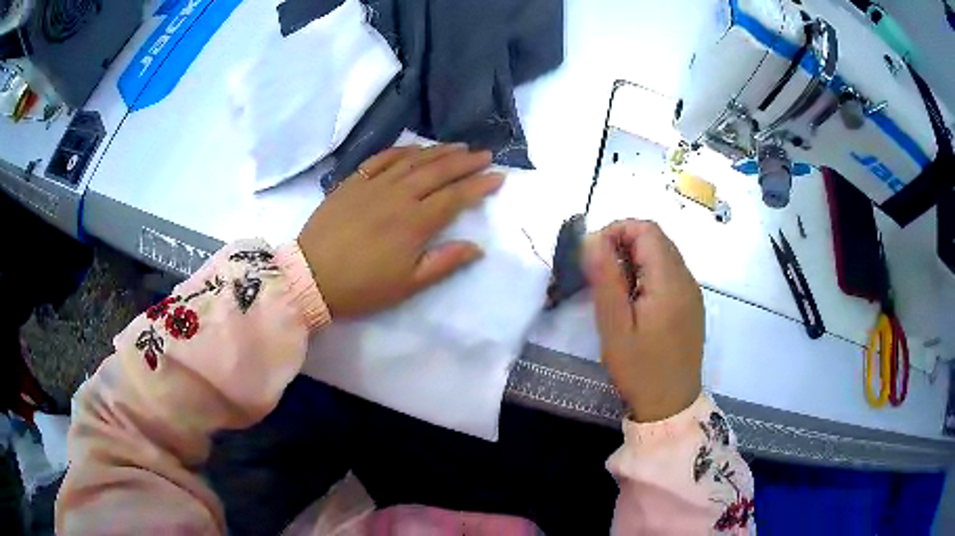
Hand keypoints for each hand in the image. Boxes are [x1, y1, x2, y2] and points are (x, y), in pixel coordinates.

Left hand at [298, 144, 503, 317]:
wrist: (311, 277)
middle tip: (485, 154)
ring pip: (412, 160)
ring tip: (458, 146)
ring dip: (438, 151)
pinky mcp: (353, 182)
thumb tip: (477, 247)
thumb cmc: (361, 287)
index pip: (455, 197)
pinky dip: (401, 150)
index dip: (479, 185)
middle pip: (438, 171)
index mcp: (414, 223)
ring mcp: (373, 185)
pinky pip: (381, 158)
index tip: (498, 176)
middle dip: (465, 161)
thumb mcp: (407, 285)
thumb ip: (444, 263)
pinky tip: (414, 148)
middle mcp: (398, 195)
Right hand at [584, 220, 703, 421]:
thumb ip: (606, 278)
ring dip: (636, 259)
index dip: (617, 230)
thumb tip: (593, 238)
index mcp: (670, 281)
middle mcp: (687, 279)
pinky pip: (670, 274)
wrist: (671, 405)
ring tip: (616, 290)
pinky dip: (649, 274)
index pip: (646, 230)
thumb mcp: (615, 326)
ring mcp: (693, 292)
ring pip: (664, 255)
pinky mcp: (692, 305)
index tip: (593, 254)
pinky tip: (636, 302)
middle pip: (657, 239)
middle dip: (624, 244)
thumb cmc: (639, 369)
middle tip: (601, 275)